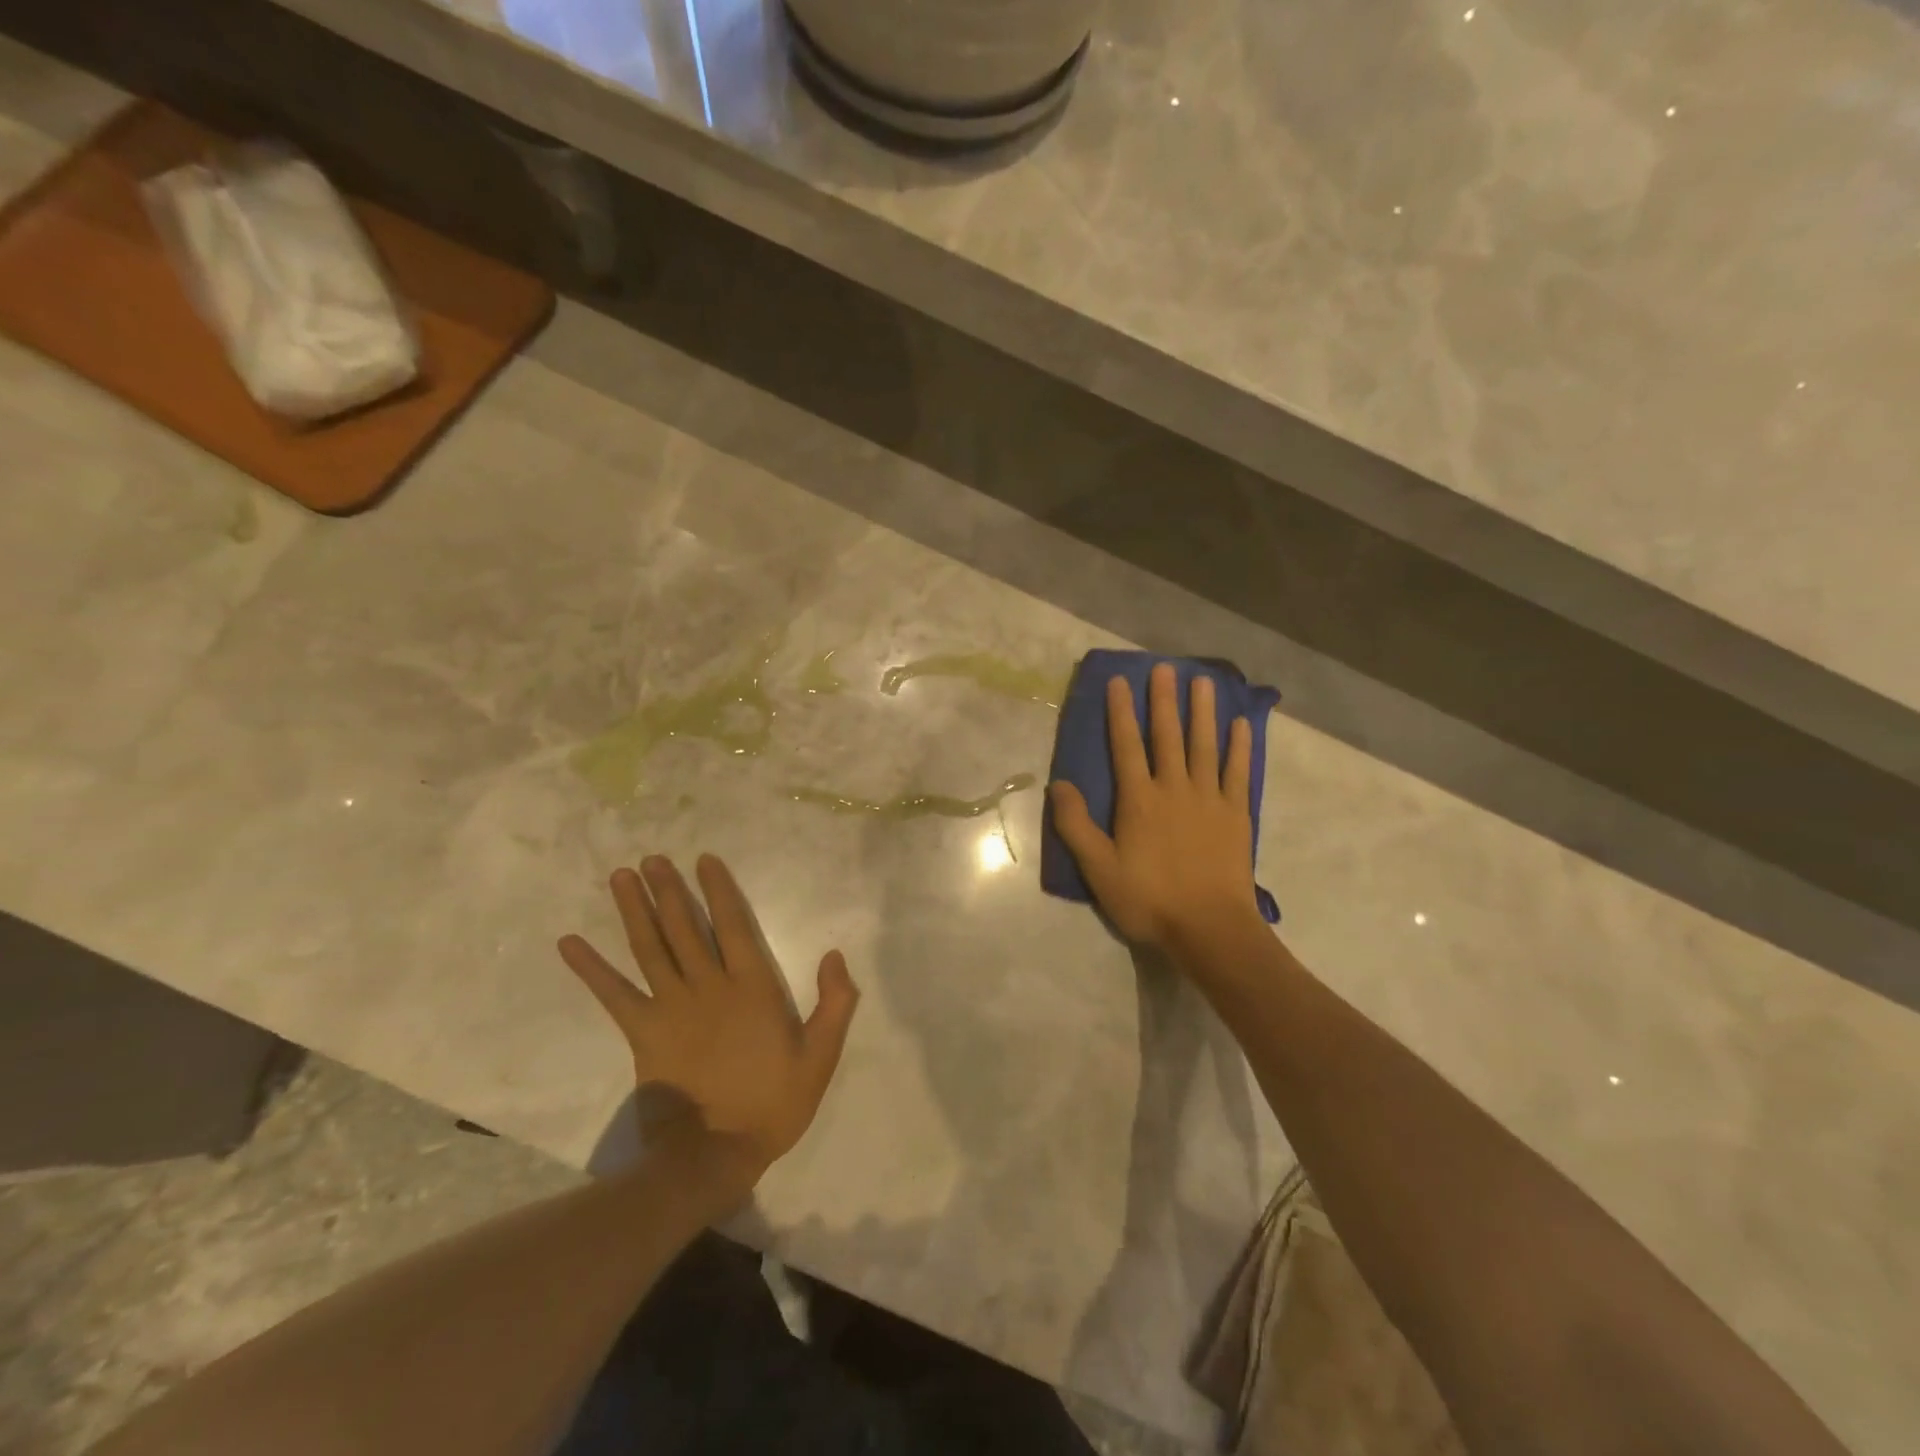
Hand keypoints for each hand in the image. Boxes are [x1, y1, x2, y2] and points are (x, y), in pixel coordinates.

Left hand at [557, 854, 858, 1184]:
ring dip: (634, 910)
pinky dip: (591, 968)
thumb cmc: (773, 1103)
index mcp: (751, 987)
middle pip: (684, 927)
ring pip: (650, 948)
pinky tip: (570, 944)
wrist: (715, 1154)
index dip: (718, 890)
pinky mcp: (642, 1033)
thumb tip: (835, 954)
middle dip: (668, 889)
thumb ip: (834, 1003)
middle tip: (651, 858)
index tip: (704, 860)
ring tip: (620, 877)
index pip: (733, 924)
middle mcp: (708, 986)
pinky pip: (614, 994)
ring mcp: (671, 1007)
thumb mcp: (820, 1056)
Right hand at [1049, 664, 1257, 952]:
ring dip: (1202, 712)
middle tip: (1164, 668)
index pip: (1126, 746)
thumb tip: (1058, 784)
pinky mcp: (1236, 814)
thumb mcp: (1099, 869)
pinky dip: (1239, 747)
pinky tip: (1239, 725)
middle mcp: (1174, 789)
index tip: (1120, 682)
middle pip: (1167, 736)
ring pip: (1204, 746)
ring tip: (1203, 682)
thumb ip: (1076, 825)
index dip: (1120, 713)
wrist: (1209, 928)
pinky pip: (1238, 772)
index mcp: (1139, 800)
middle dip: (1163, 701)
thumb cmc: (1149, 900)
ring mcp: (1209, 799)